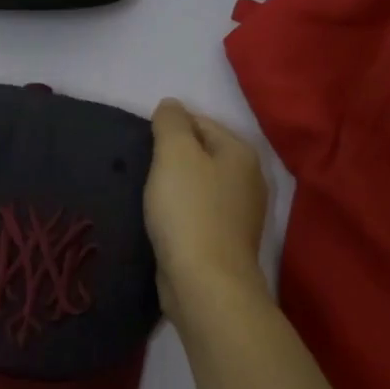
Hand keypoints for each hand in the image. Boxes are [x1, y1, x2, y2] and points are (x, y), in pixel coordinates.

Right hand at [144, 99, 270, 321]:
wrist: (204, 282)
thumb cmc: (189, 211)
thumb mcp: (174, 155)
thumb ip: (171, 123)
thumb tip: (171, 105)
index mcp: (240, 152)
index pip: (200, 122)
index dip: (169, 127)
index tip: (141, 144)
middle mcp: (248, 179)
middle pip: (203, 153)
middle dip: (173, 157)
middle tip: (141, 168)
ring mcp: (240, 213)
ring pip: (200, 184)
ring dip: (175, 186)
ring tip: (147, 193)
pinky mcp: (225, 241)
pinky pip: (199, 212)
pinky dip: (181, 211)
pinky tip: (162, 219)